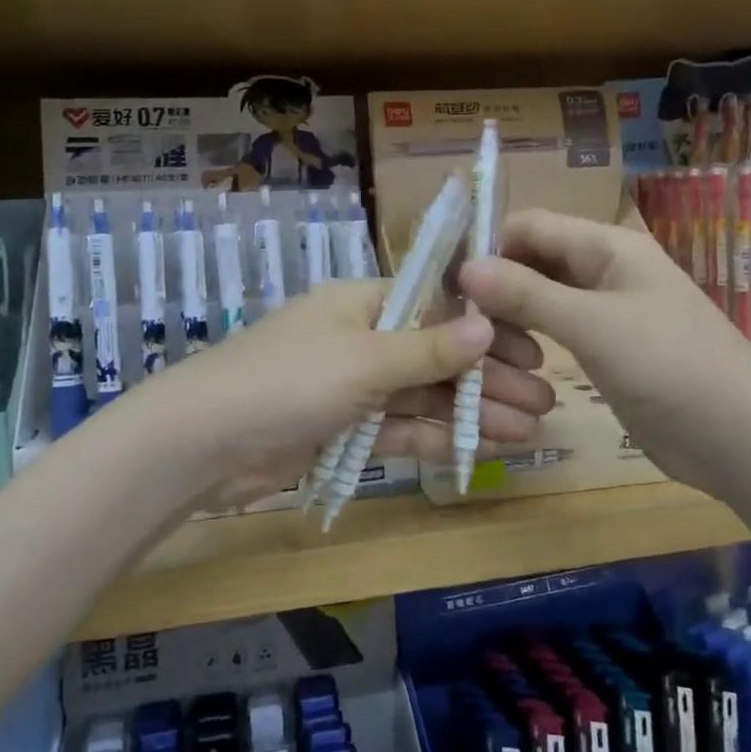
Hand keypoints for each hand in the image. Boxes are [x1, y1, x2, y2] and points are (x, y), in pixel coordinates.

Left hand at [153, 281, 555, 508]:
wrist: (204, 443)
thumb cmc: (287, 380)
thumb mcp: (364, 359)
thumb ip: (428, 348)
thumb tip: (487, 324)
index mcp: (362, 304)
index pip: (437, 308)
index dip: (486, 329)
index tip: (532, 350)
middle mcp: (361, 340)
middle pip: (437, 355)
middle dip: (490, 377)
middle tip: (546, 400)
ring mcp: (353, 388)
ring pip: (425, 396)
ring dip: (474, 411)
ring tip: (529, 431)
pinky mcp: (344, 431)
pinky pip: (402, 428)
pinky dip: (440, 437)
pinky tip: (484, 447)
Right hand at [459, 209, 750, 502]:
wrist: (741, 440)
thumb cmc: (670, 367)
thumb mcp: (592, 326)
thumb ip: (526, 294)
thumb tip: (464, 267)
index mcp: (607, 246)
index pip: (529, 225)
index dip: (486, 246)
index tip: (446, 285)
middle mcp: (604, 270)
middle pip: (532, 260)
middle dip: (493, 285)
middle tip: (455, 325)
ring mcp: (606, 311)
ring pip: (540, 298)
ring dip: (509, 317)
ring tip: (479, 351)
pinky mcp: (606, 348)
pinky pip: (556, 331)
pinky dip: (529, 340)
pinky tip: (508, 362)